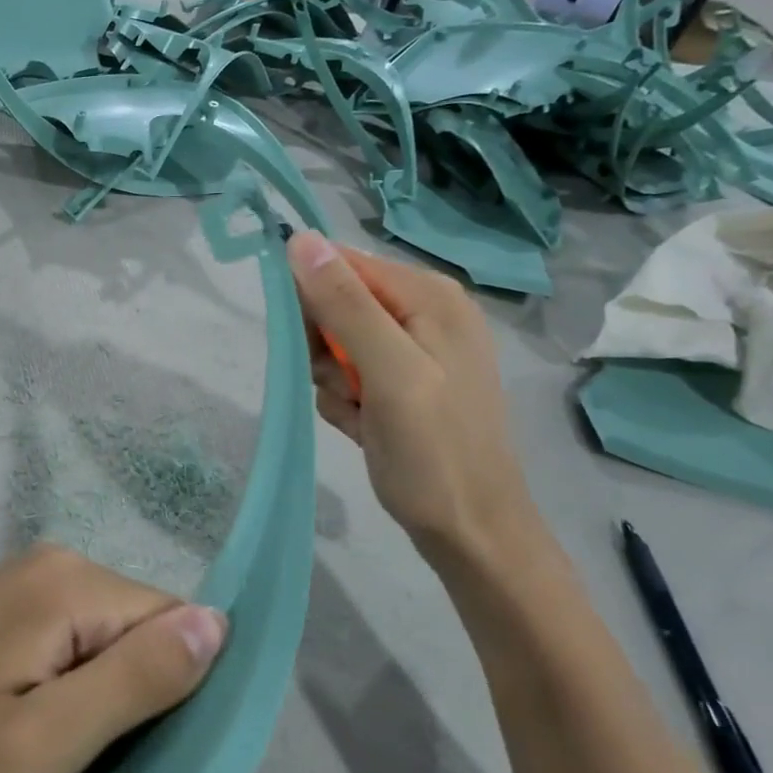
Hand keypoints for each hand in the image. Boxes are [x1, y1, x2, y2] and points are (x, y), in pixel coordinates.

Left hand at [0, 545, 225, 772]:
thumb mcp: (47, 743)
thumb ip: (138, 679)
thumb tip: (219, 623)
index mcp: (68, 581)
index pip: (173, 620)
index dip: (168, 693)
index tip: (129, 755)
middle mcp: (51, 564)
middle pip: (140, 629)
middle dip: (131, 700)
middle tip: (79, 764)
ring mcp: (22, 586)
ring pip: (107, 644)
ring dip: (99, 705)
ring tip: (51, 757)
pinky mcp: (2, 616)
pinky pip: (72, 649)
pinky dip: (69, 697)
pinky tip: (27, 735)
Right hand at [285, 230, 541, 566]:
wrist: (471, 532)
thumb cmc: (434, 453)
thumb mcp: (389, 373)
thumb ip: (346, 305)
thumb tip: (301, 239)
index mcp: (430, 296)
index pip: (342, 264)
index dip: (313, 299)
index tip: (309, 344)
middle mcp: (424, 313)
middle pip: (337, 304)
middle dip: (326, 348)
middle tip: (346, 386)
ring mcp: (415, 350)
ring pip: (335, 344)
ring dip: (332, 380)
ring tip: (359, 412)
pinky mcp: (404, 383)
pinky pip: (348, 374)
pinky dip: (345, 401)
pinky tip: (363, 426)